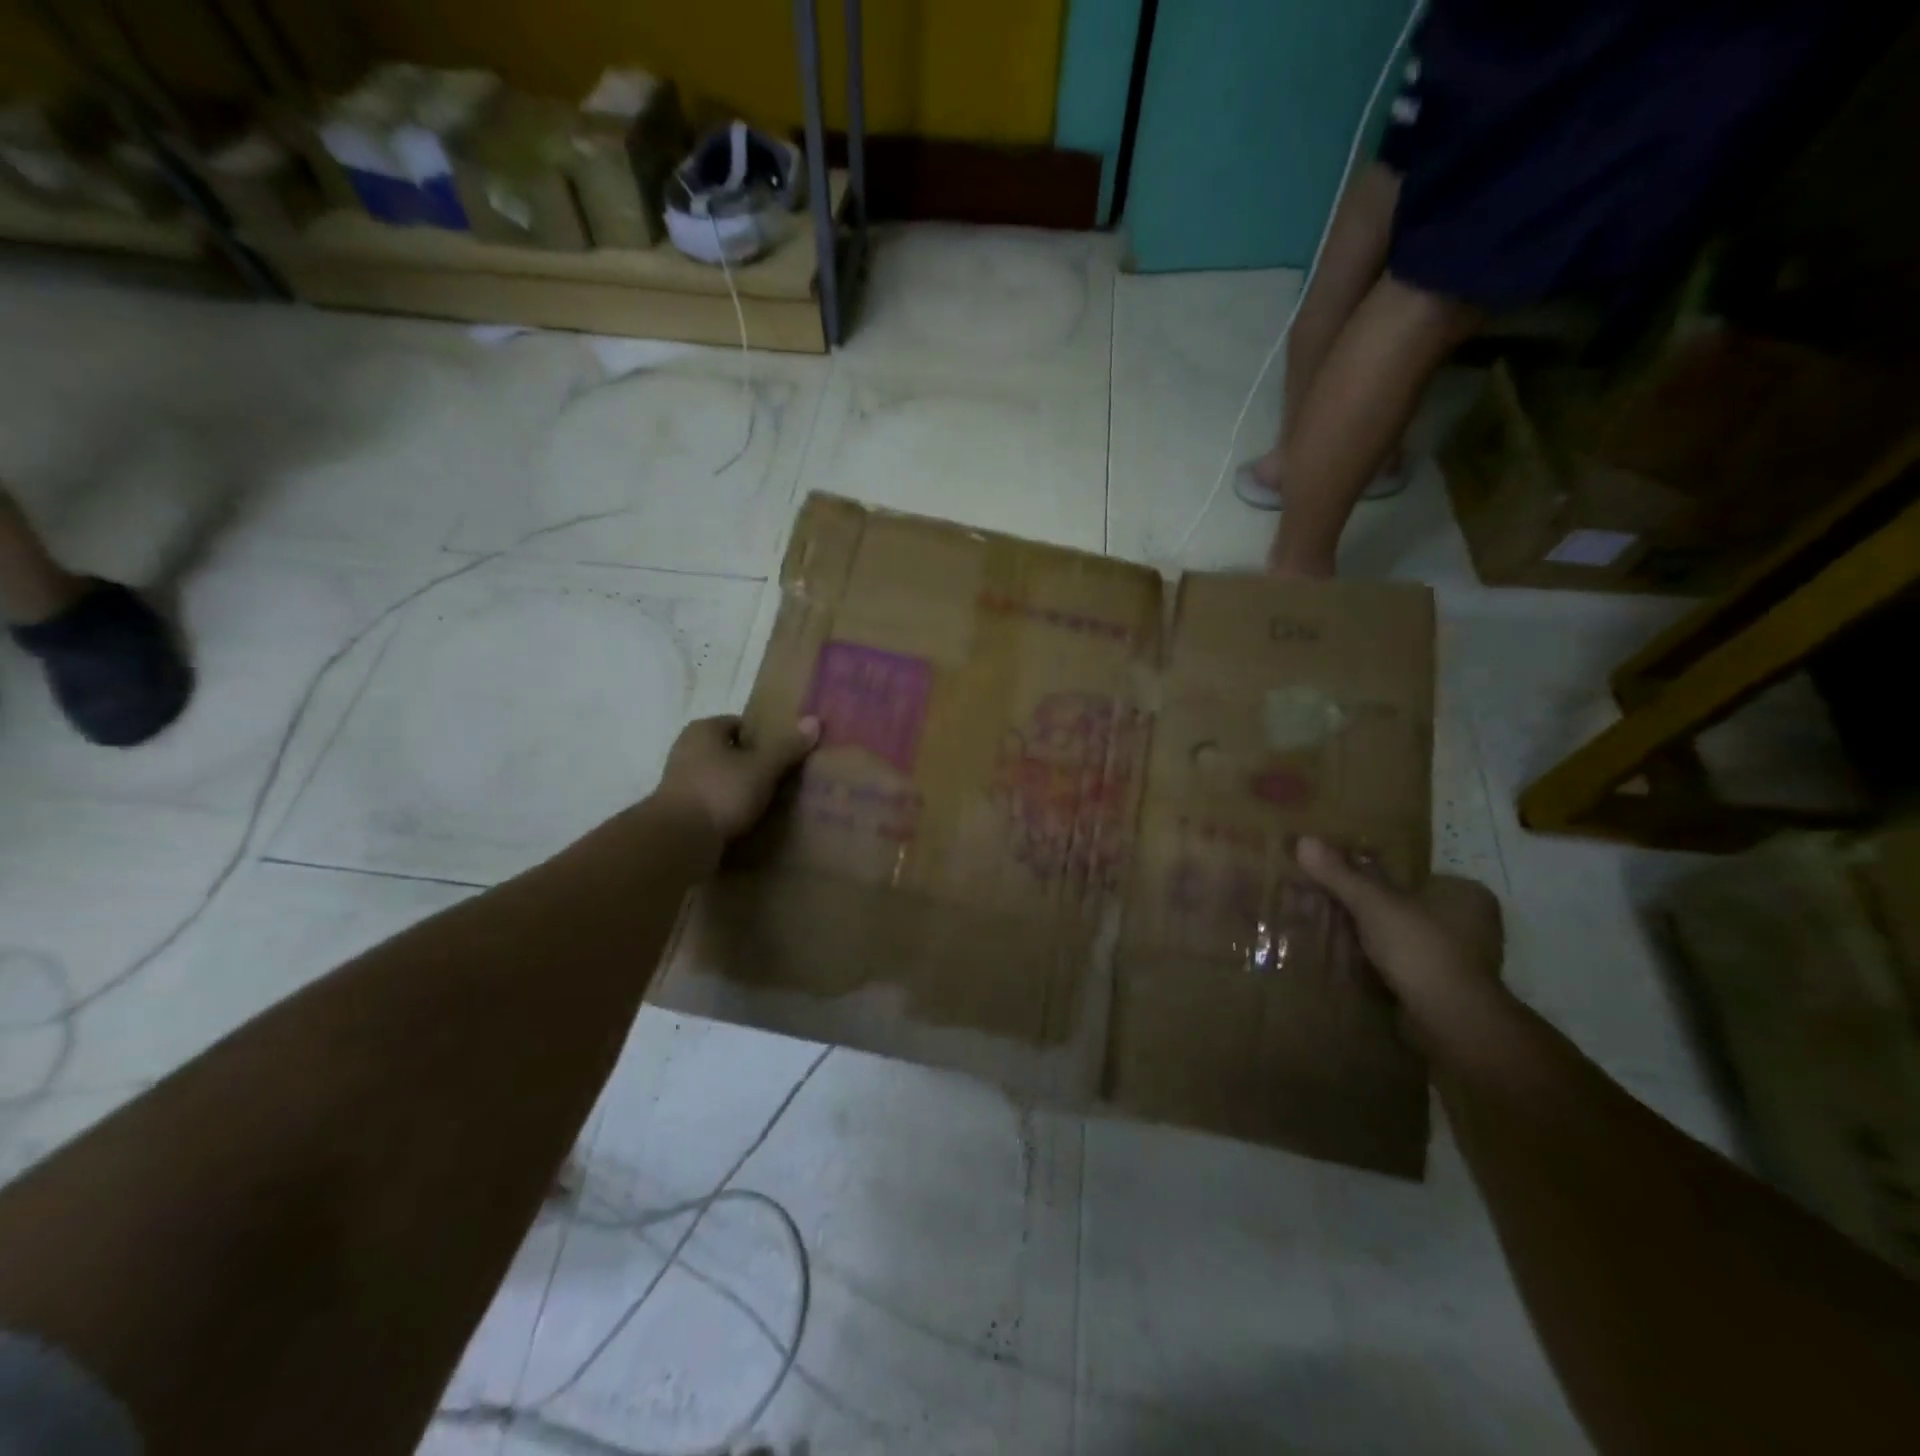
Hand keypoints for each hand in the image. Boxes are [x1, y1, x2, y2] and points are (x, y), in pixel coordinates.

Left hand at [655, 715, 819, 841]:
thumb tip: (814, 721)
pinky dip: (728, 811)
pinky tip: (748, 823)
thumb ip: (787, 747)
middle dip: (753, 765)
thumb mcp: (762, 767)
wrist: (678, 840)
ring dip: (740, 790)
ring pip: (721, 780)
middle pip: (730, 753)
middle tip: (783, 779)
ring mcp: (679, 782)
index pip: (740, 724)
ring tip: (769, 803)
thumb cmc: (721, 792)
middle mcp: (686, 750)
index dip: (764, 737)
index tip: (785, 754)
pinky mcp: (679, 811)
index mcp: (703, 730)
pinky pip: (712, 804)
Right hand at [1297, 837, 1506, 1046]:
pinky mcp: (1443, 986)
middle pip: (1399, 904)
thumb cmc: (1421, 950)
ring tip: (1322, 928)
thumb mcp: (1374, 904)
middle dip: (1361, 906)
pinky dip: (1373, 959)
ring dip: (1364, 935)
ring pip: (1397, 934)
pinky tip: (1342, 958)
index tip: (1332, 877)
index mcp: (1464, 893)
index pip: (1406, 873)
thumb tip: (1304, 840)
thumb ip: (1339, 874)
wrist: (1452, 1023)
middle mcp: (1469, 922)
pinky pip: (1399, 962)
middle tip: (1320, 902)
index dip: (1367, 873)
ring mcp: (1458, 958)